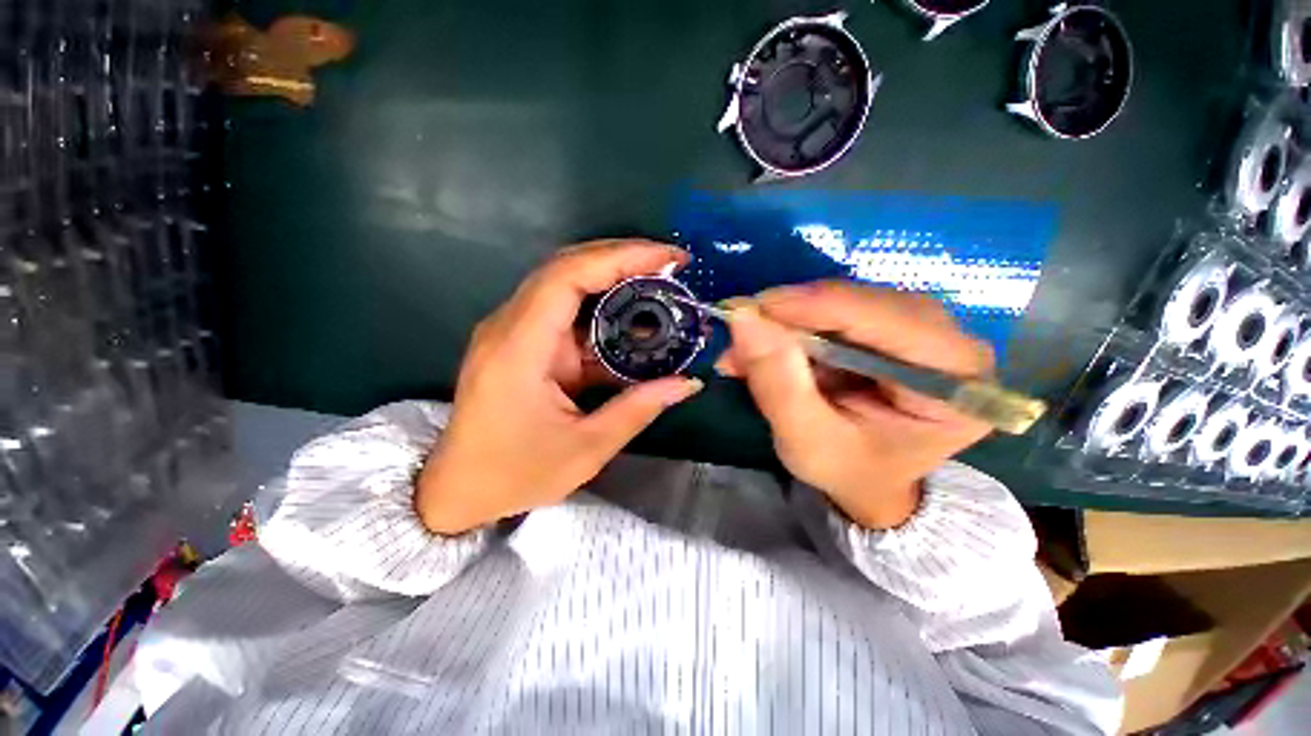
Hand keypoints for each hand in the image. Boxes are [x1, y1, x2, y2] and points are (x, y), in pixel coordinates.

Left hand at [415, 240, 702, 534]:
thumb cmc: (516, 474)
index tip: (667, 258)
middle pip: (565, 268)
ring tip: (658, 282)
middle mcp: (510, 327)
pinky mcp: (520, 342)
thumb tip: (687, 383)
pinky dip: (600, 307)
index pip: (567, 277)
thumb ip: (638, 408)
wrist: (457, 489)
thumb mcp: (586, 448)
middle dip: (621, 258)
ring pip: (565, 284)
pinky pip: (563, 311)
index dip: (619, 258)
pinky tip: (631, 317)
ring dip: (613, 278)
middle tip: (670, 264)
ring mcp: (512, 332)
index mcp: (519, 348)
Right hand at [716, 281, 993, 528]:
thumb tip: (744, 318)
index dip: (815, 307)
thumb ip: (778, 383)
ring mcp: (924, 330)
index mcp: (955, 383)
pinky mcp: (893, 326)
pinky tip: (767, 345)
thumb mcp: (806, 441)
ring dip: (788, 321)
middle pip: (865, 304)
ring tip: (747, 349)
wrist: (869, 479)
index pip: (888, 320)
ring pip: (846, 301)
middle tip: (741, 334)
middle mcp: (951, 344)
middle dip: (793, 317)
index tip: (751, 310)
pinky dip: (795, 325)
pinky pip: (837, 310)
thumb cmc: (848, 470)